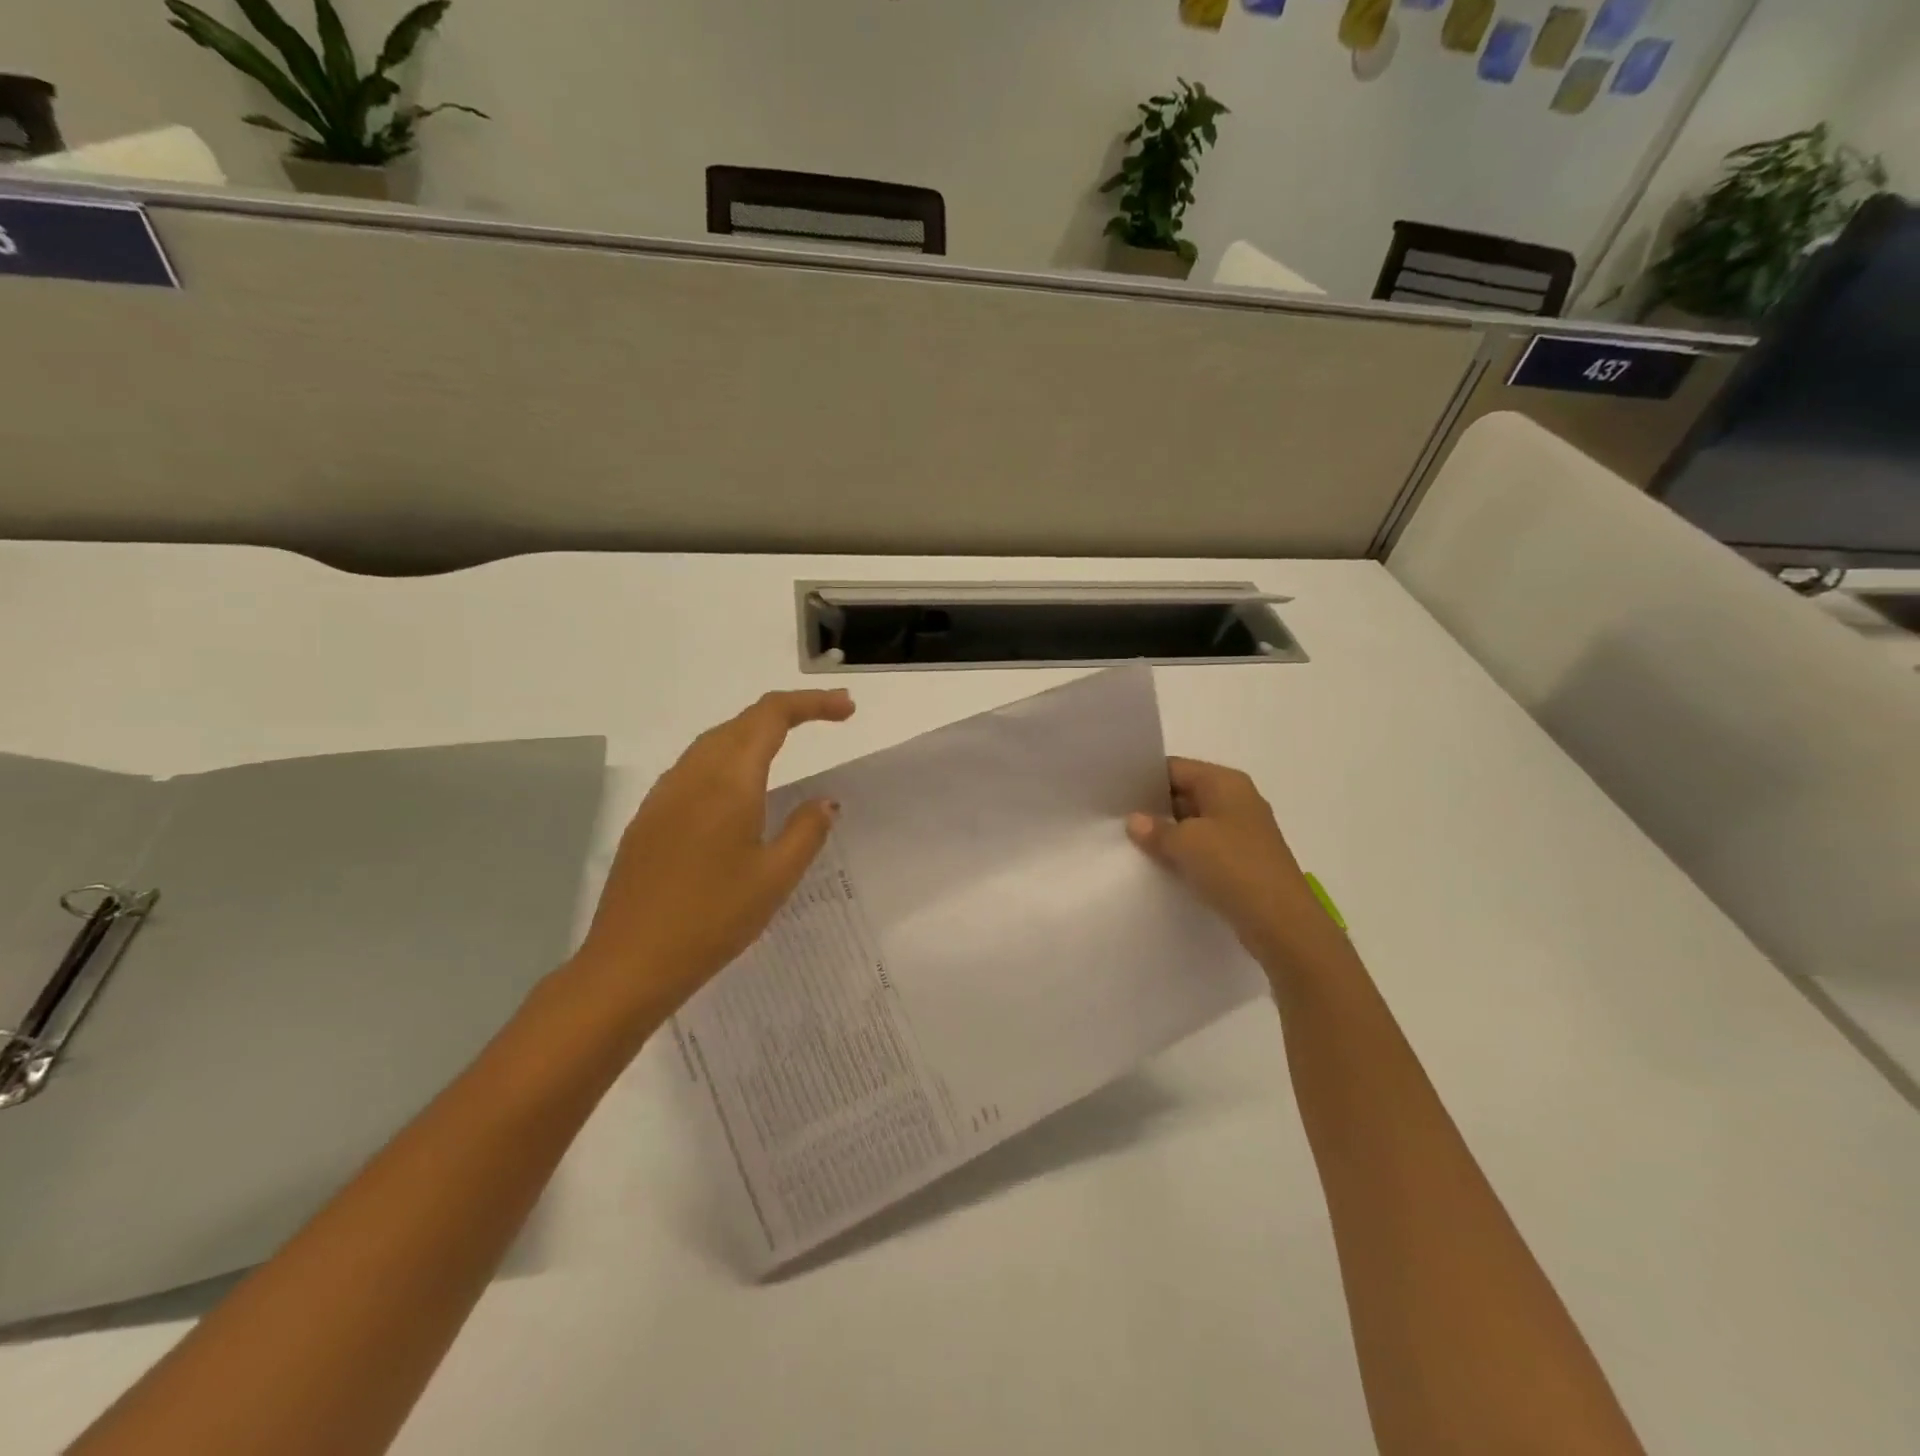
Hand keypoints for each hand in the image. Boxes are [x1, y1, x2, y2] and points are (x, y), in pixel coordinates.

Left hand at [571, 689, 855, 1027]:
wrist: (628, 963)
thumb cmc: (712, 920)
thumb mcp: (775, 878)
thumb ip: (806, 831)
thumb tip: (825, 802)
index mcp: (728, 781)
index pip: (771, 716)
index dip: (812, 704)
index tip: (847, 709)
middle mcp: (693, 775)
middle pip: (741, 721)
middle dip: (787, 713)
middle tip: (829, 720)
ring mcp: (664, 795)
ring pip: (714, 742)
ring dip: (754, 733)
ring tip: (789, 745)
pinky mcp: (648, 818)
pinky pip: (694, 768)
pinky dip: (727, 758)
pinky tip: (738, 788)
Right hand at [1126, 757, 1343, 977]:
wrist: (1282, 923)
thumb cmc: (1234, 867)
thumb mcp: (1185, 843)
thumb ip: (1155, 829)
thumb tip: (1135, 821)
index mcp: (1225, 783)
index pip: (1175, 768)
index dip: (1144, 778)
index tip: (1114, 792)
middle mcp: (1236, 800)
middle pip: (1185, 793)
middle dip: (1153, 806)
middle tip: (1115, 818)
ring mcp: (1242, 831)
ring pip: (1193, 822)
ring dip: (1168, 833)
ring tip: (1130, 842)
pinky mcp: (1242, 860)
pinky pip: (1204, 847)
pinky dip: (1183, 853)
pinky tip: (1159, 865)